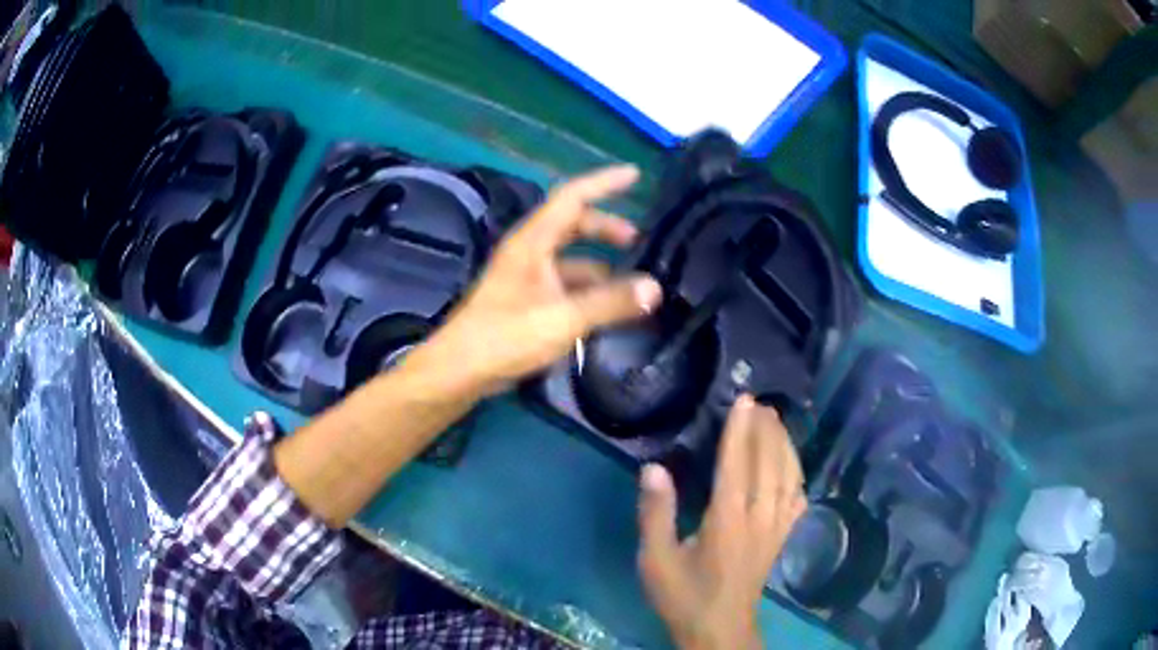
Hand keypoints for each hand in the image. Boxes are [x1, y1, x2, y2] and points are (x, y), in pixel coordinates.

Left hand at [412, 165, 662, 397]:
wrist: (460, 371)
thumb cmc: (505, 337)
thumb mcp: (563, 318)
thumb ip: (610, 303)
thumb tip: (654, 288)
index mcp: (533, 241)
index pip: (572, 196)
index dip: (604, 182)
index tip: (635, 175)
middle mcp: (530, 252)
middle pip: (574, 225)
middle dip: (607, 228)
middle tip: (639, 242)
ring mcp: (527, 277)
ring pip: (571, 259)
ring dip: (601, 265)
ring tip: (633, 284)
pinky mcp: (527, 302)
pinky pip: (566, 285)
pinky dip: (589, 291)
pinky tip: (609, 310)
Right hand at [637, 396, 806, 649]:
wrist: (718, 629)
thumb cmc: (683, 594)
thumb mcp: (656, 559)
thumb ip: (656, 513)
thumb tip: (654, 468)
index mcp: (727, 520)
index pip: (737, 464)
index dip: (740, 430)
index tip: (744, 400)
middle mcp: (759, 518)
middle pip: (769, 463)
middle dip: (766, 430)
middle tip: (761, 403)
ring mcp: (776, 528)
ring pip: (789, 477)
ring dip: (784, 446)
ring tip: (777, 423)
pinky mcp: (782, 539)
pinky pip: (797, 498)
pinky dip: (797, 474)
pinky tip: (794, 467)